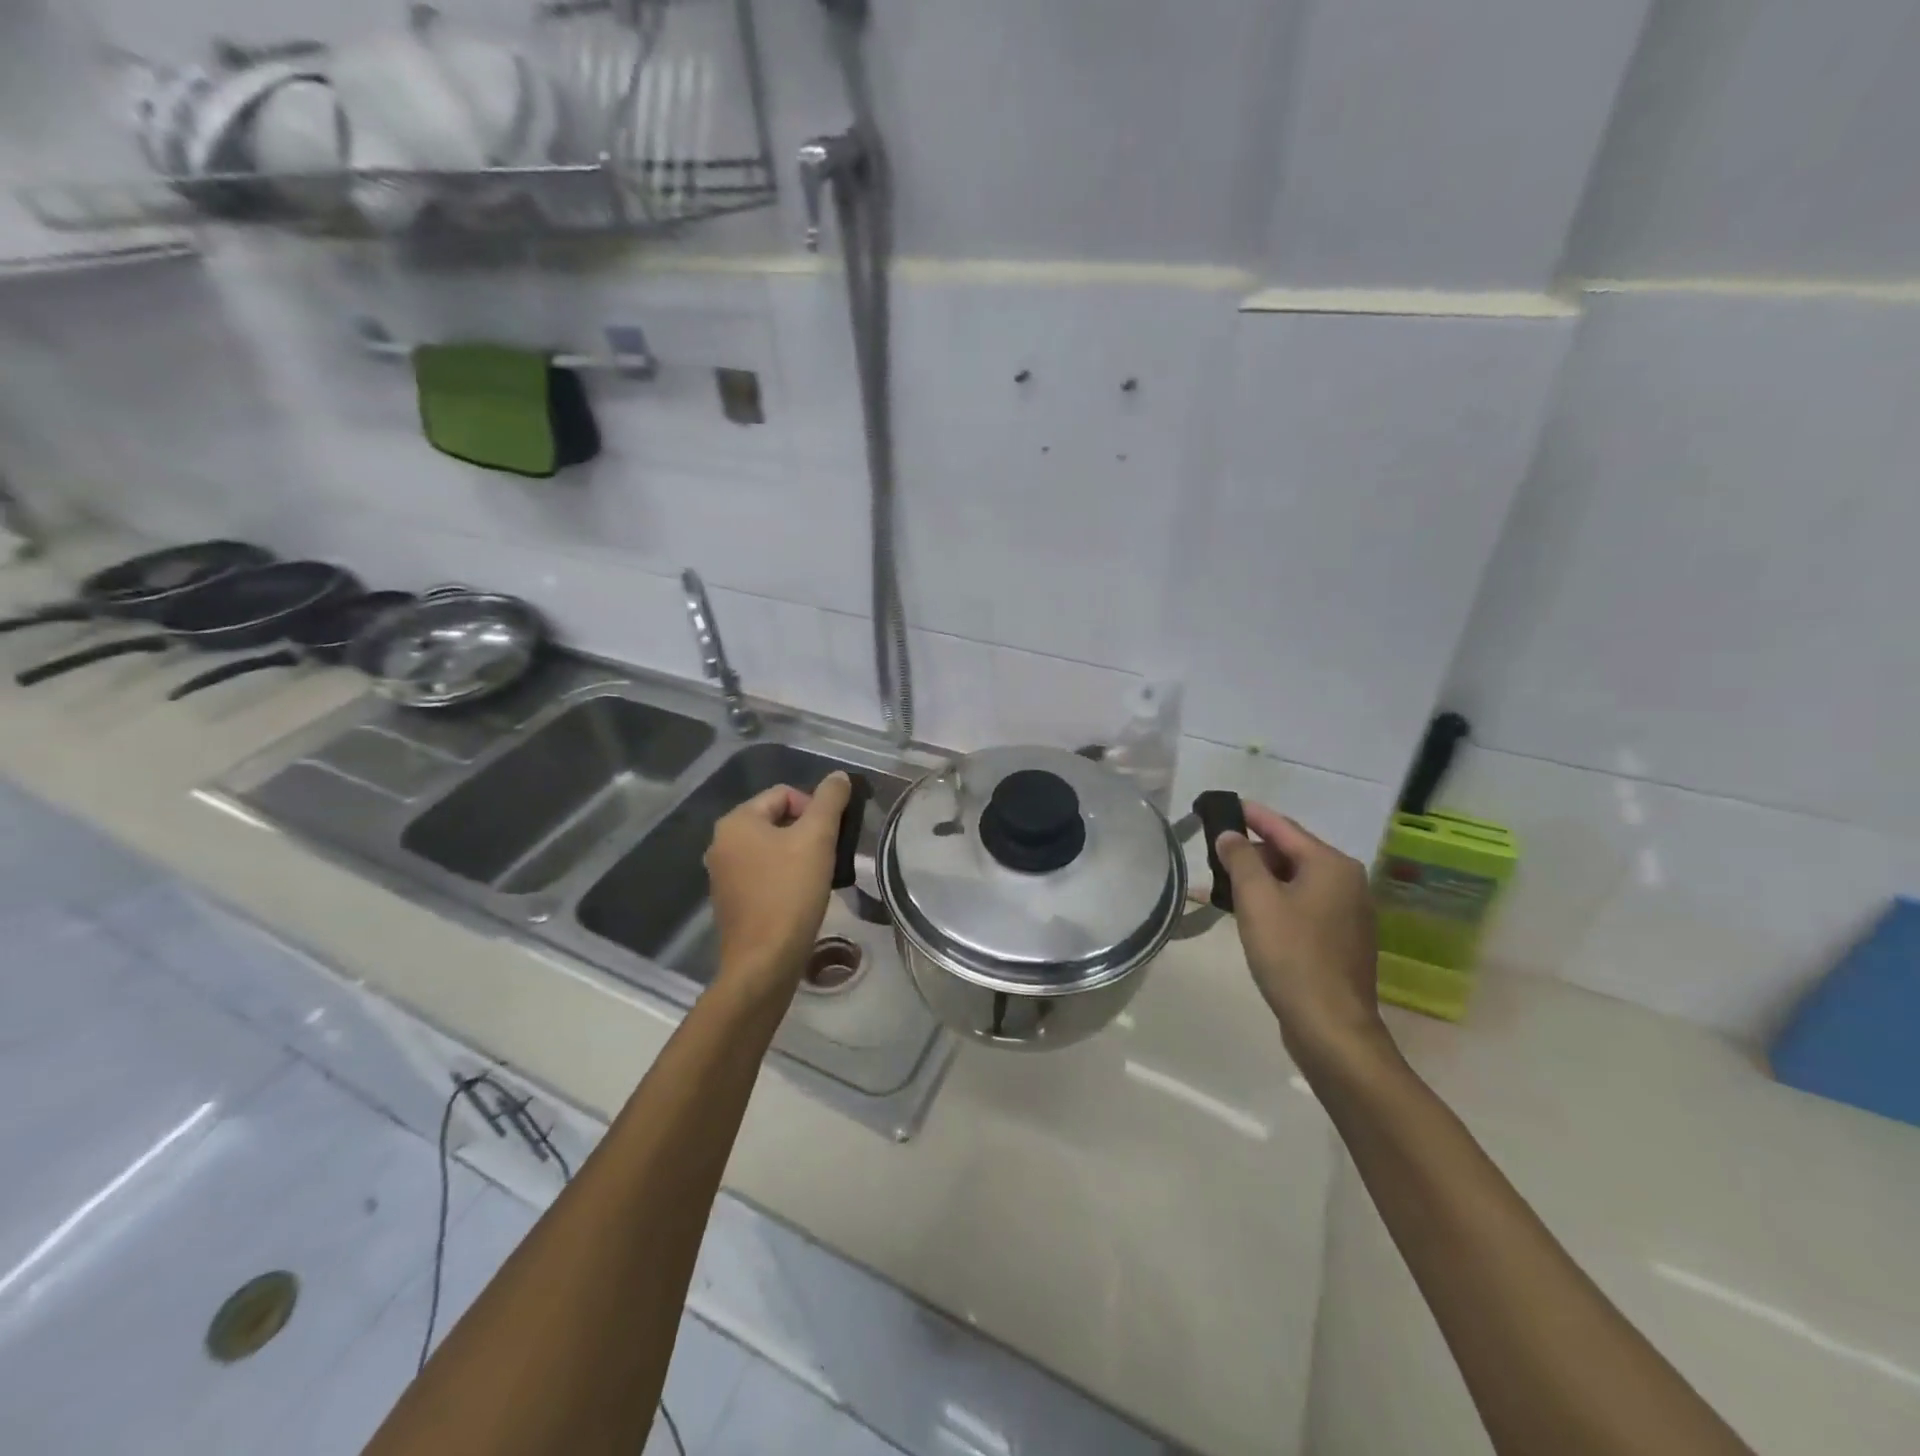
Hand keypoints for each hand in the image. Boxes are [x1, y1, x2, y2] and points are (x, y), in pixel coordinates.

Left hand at [705, 772, 852, 1004]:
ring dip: (798, 856)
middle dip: (807, 833)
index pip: (784, 794)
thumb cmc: (790, 892)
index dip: (814, 808)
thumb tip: (838, 776)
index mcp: (736, 821)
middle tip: (829, 855)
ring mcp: (722, 874)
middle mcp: (721, 843)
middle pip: (776, 820)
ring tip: (820, 876)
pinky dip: (784, 878)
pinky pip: (763, 874)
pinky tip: (801, 897)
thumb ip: (829, 801)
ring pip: (771, 849)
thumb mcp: (817, 838)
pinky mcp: (730, 901)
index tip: (831, 836)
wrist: (764, 961)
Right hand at [1212, 803, 1390, 1074]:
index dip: (1251, 815)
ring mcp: (1348, 913)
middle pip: (1291, 853)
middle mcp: (1347, 882)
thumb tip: (1230, 834)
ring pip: (1296, 882)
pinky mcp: (1341, 940)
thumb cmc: (1291, 954)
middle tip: (1215, 852)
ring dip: (1261, 879)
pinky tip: (1251, 913)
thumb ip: (1241, 859)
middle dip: (1253, 851)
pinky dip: (1276, 901)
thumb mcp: (1257, 900)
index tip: (1224, 804)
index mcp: (1331, 865)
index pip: (1283, 827)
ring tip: (1224, 882)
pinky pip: (1303, 906)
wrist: (1330, 1026)